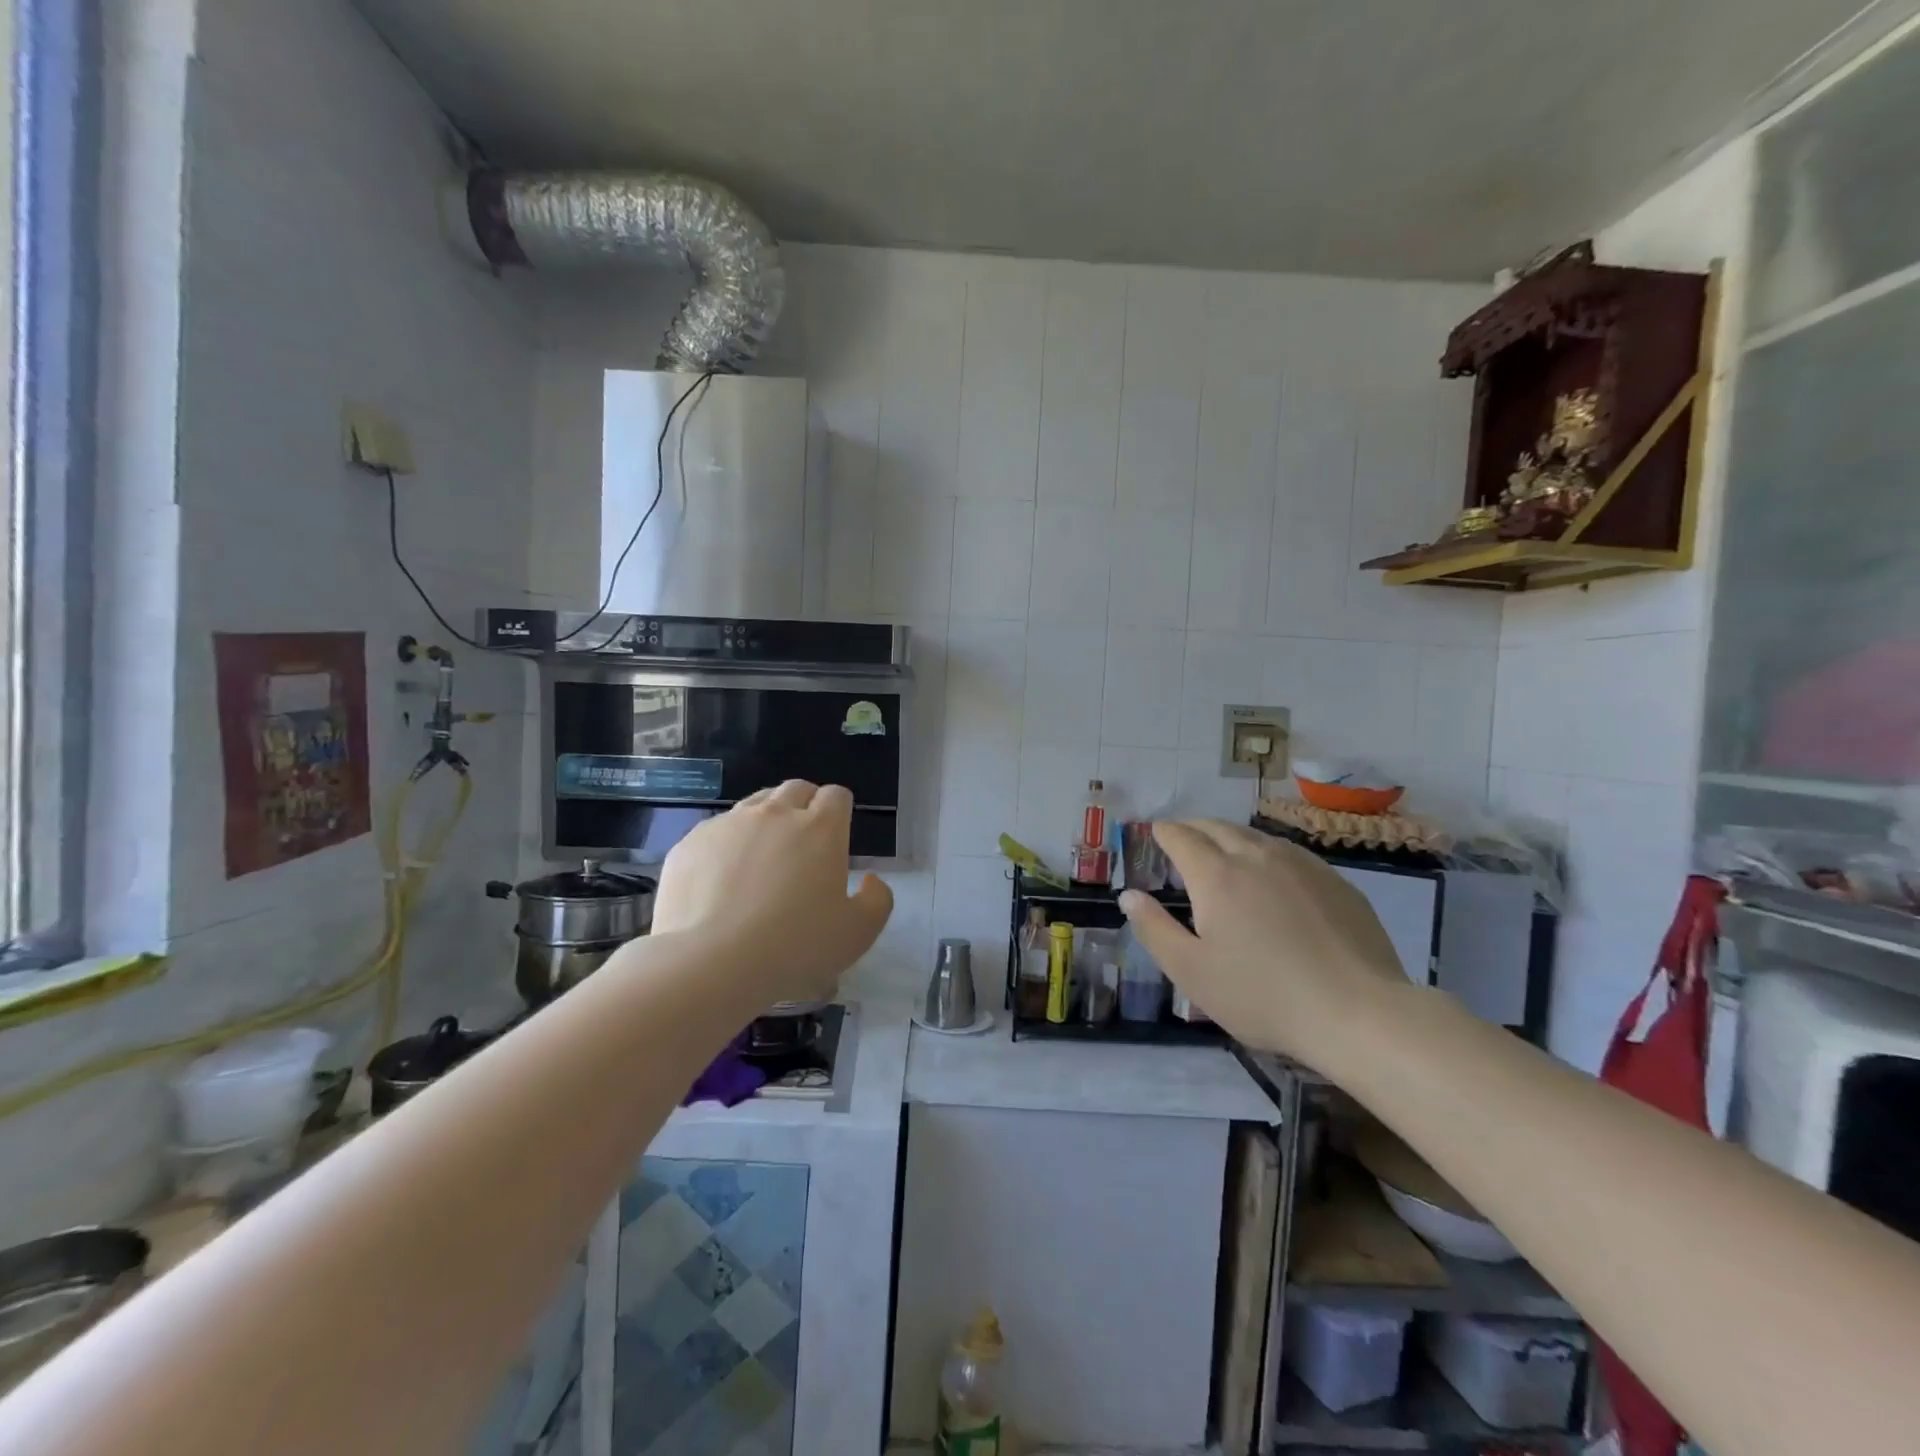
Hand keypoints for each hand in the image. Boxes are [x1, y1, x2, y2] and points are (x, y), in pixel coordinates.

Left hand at [650, 781, 893, 1010]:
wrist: (712, 962)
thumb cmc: (796, 946)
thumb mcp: (858, 933)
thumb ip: (877, 900)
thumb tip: (870, 880)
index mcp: (821, 828)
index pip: (836, 795)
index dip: (840, 811)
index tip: (836, 836)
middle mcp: (775, 813)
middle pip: (795, 789)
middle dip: (804, 806)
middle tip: (803, 843)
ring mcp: (728, 824)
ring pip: (754, 805)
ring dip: (766, 820)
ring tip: (763, 858)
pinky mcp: (691, 843)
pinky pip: (716, 831)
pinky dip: (726, 846)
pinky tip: (723, 881)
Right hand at [1120, 820, 1409, 1059]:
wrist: (1358, 1013)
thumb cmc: (1262, 996)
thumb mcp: (1191, 972)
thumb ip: (1154, 929)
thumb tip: (1129, 895)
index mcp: (1216, 875)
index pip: (1181, 837)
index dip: (1163, 832)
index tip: (1155, 833)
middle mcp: (1256, 856)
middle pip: (1218, 827)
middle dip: (1194, 828)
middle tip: (1183, 838)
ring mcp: (1301, 865)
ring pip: (1256, 836)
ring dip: (1231, 837)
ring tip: (1223, 851)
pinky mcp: (1336, 881)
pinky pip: (1290, 853)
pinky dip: (1267, 853)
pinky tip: (1273, 874)